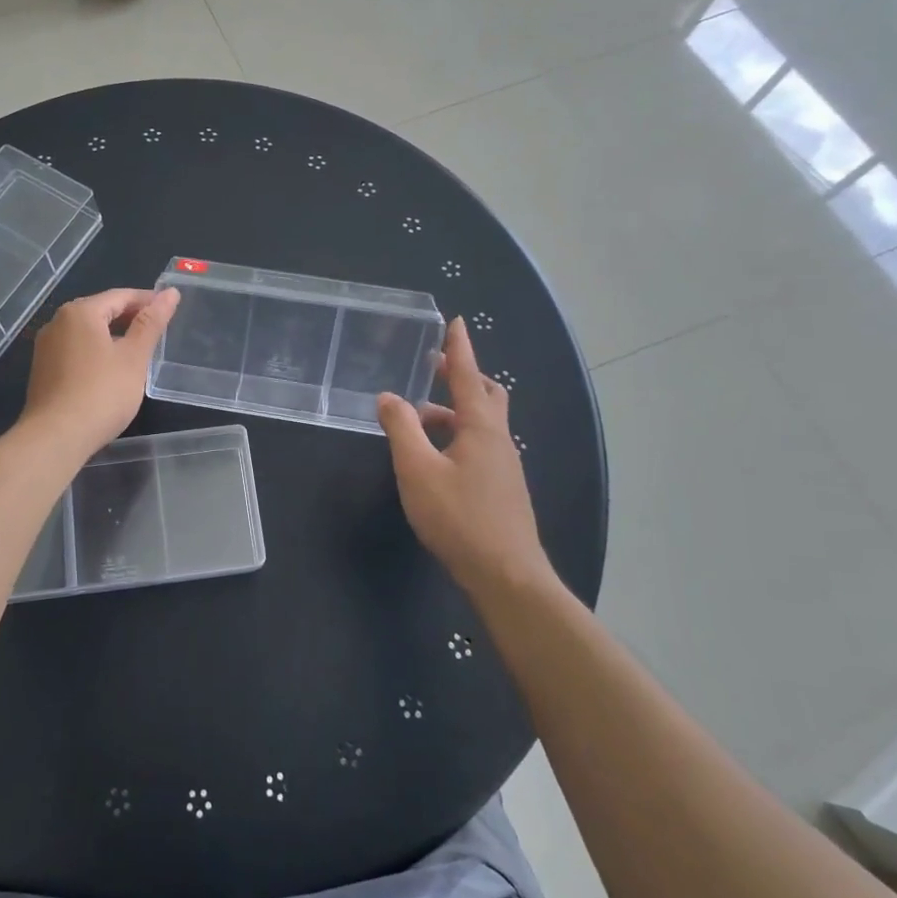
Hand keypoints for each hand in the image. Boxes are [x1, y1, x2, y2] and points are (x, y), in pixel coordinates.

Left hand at [19, 287, 179, 454]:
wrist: (55, 437)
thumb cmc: (101, 393)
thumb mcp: (133, 357)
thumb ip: (151, 323)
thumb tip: (170, 293)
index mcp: (80, 312)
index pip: (121, 296)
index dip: (148, 301)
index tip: (170, 310)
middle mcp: (58, 322)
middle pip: (101, 310)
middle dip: (130, 318)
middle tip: (158, 332)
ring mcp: (46, 347)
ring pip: (87, 331)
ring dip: (113, 336)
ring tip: (138, 351)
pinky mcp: (43, 370)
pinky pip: (76, 350)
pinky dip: (96, 352)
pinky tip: (111, 370)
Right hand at [376, 316, 555, 598]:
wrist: (507, 576)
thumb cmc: (459, 518)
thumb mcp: (417, 470)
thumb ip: (401, 428)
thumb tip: (389, 396)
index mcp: (481, 427)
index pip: (468, 376)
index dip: (459, 348)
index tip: (456, 321)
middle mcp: (498, 439)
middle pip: (485, 394)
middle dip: (461, 376)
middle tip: (433, 368)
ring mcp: (504, 465)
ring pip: (481, 423)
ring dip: (453, 411)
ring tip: (417, 419)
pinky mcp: (502, 487)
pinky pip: (480, 445)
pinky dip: (457, 435)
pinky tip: (435, 457)